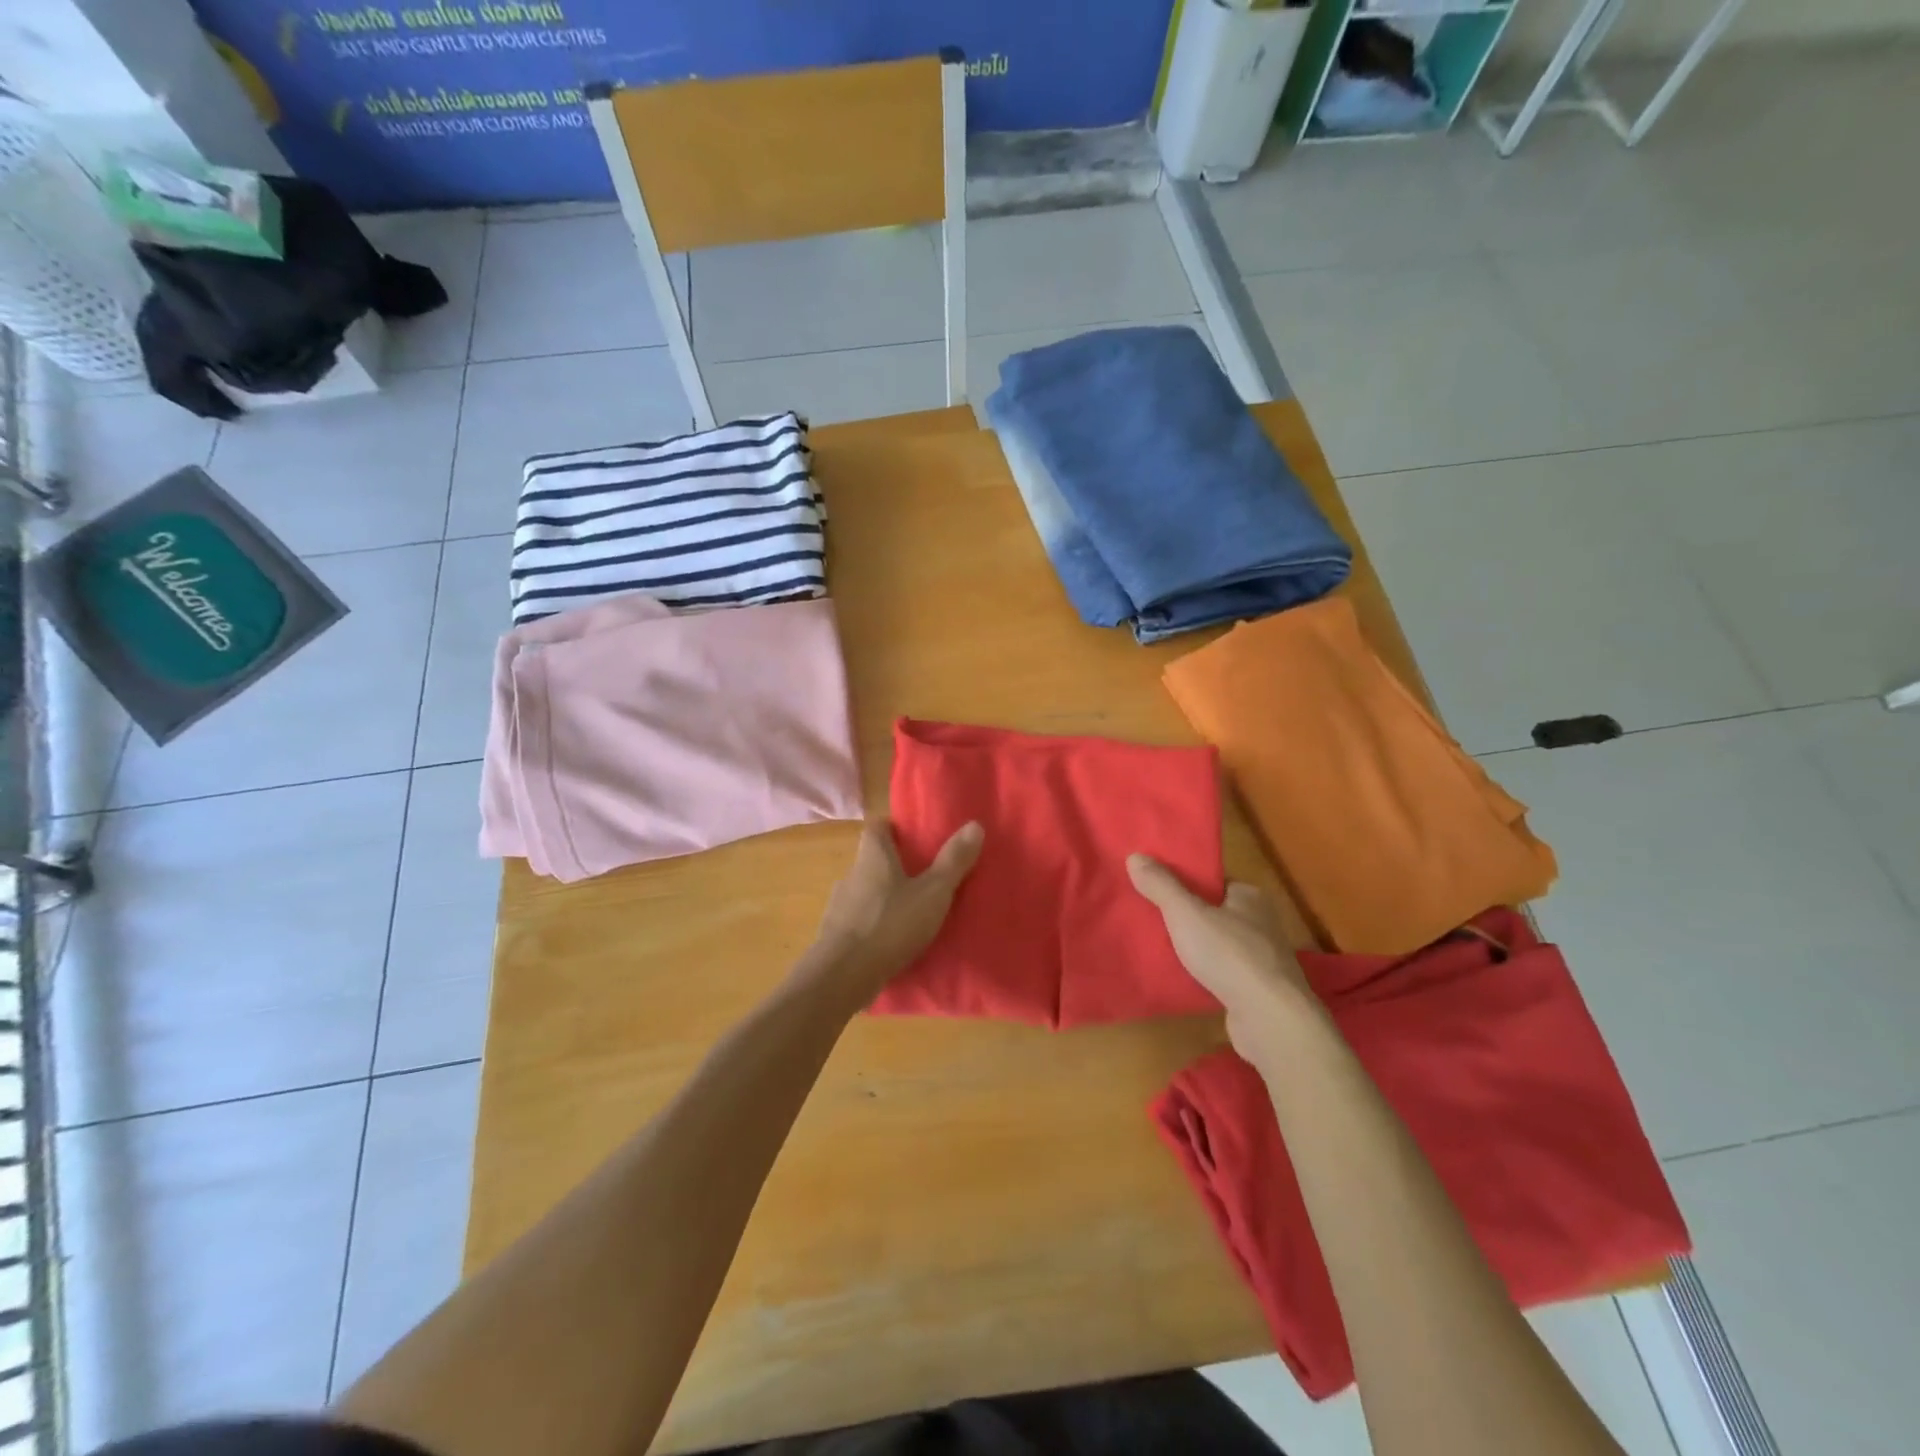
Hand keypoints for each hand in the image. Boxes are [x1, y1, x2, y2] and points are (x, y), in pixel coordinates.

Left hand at [802, 818, 984, 1001]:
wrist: (842, 977)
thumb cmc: (890, 924)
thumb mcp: (932, 893)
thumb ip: (953, 861)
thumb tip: (975, 824)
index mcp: (872, 857)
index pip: (876, 827)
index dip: (893, 828)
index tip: (913, 837)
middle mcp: (851, 876)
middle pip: (871, 861)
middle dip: (894, 867)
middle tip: (923, 877)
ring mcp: (838, 907)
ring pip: (865, 893)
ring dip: (884, 899)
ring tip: (911, 913)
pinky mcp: (835, 937)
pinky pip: (859, 923)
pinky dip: (874, 927)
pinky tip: (892, 942)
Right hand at [1127, 854, 1317, 1065]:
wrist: (1270, 1019)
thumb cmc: (1230, 955)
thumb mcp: (1186, 913)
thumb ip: (1161, 886)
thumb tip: (1135, 856)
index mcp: (1251, 897)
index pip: (1214, 883)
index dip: (1185, 885)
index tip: (1156, 890)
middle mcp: (1262, 924)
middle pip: (1215, 913)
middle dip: (1187, 918)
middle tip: (1151, 920)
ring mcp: (1263, 959)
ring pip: (1219, 945)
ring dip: (1196, 948)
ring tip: (1160, 949)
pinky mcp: (1259, 991)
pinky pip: (1224, 973)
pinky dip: (1205, 975)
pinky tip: (1182, 979)